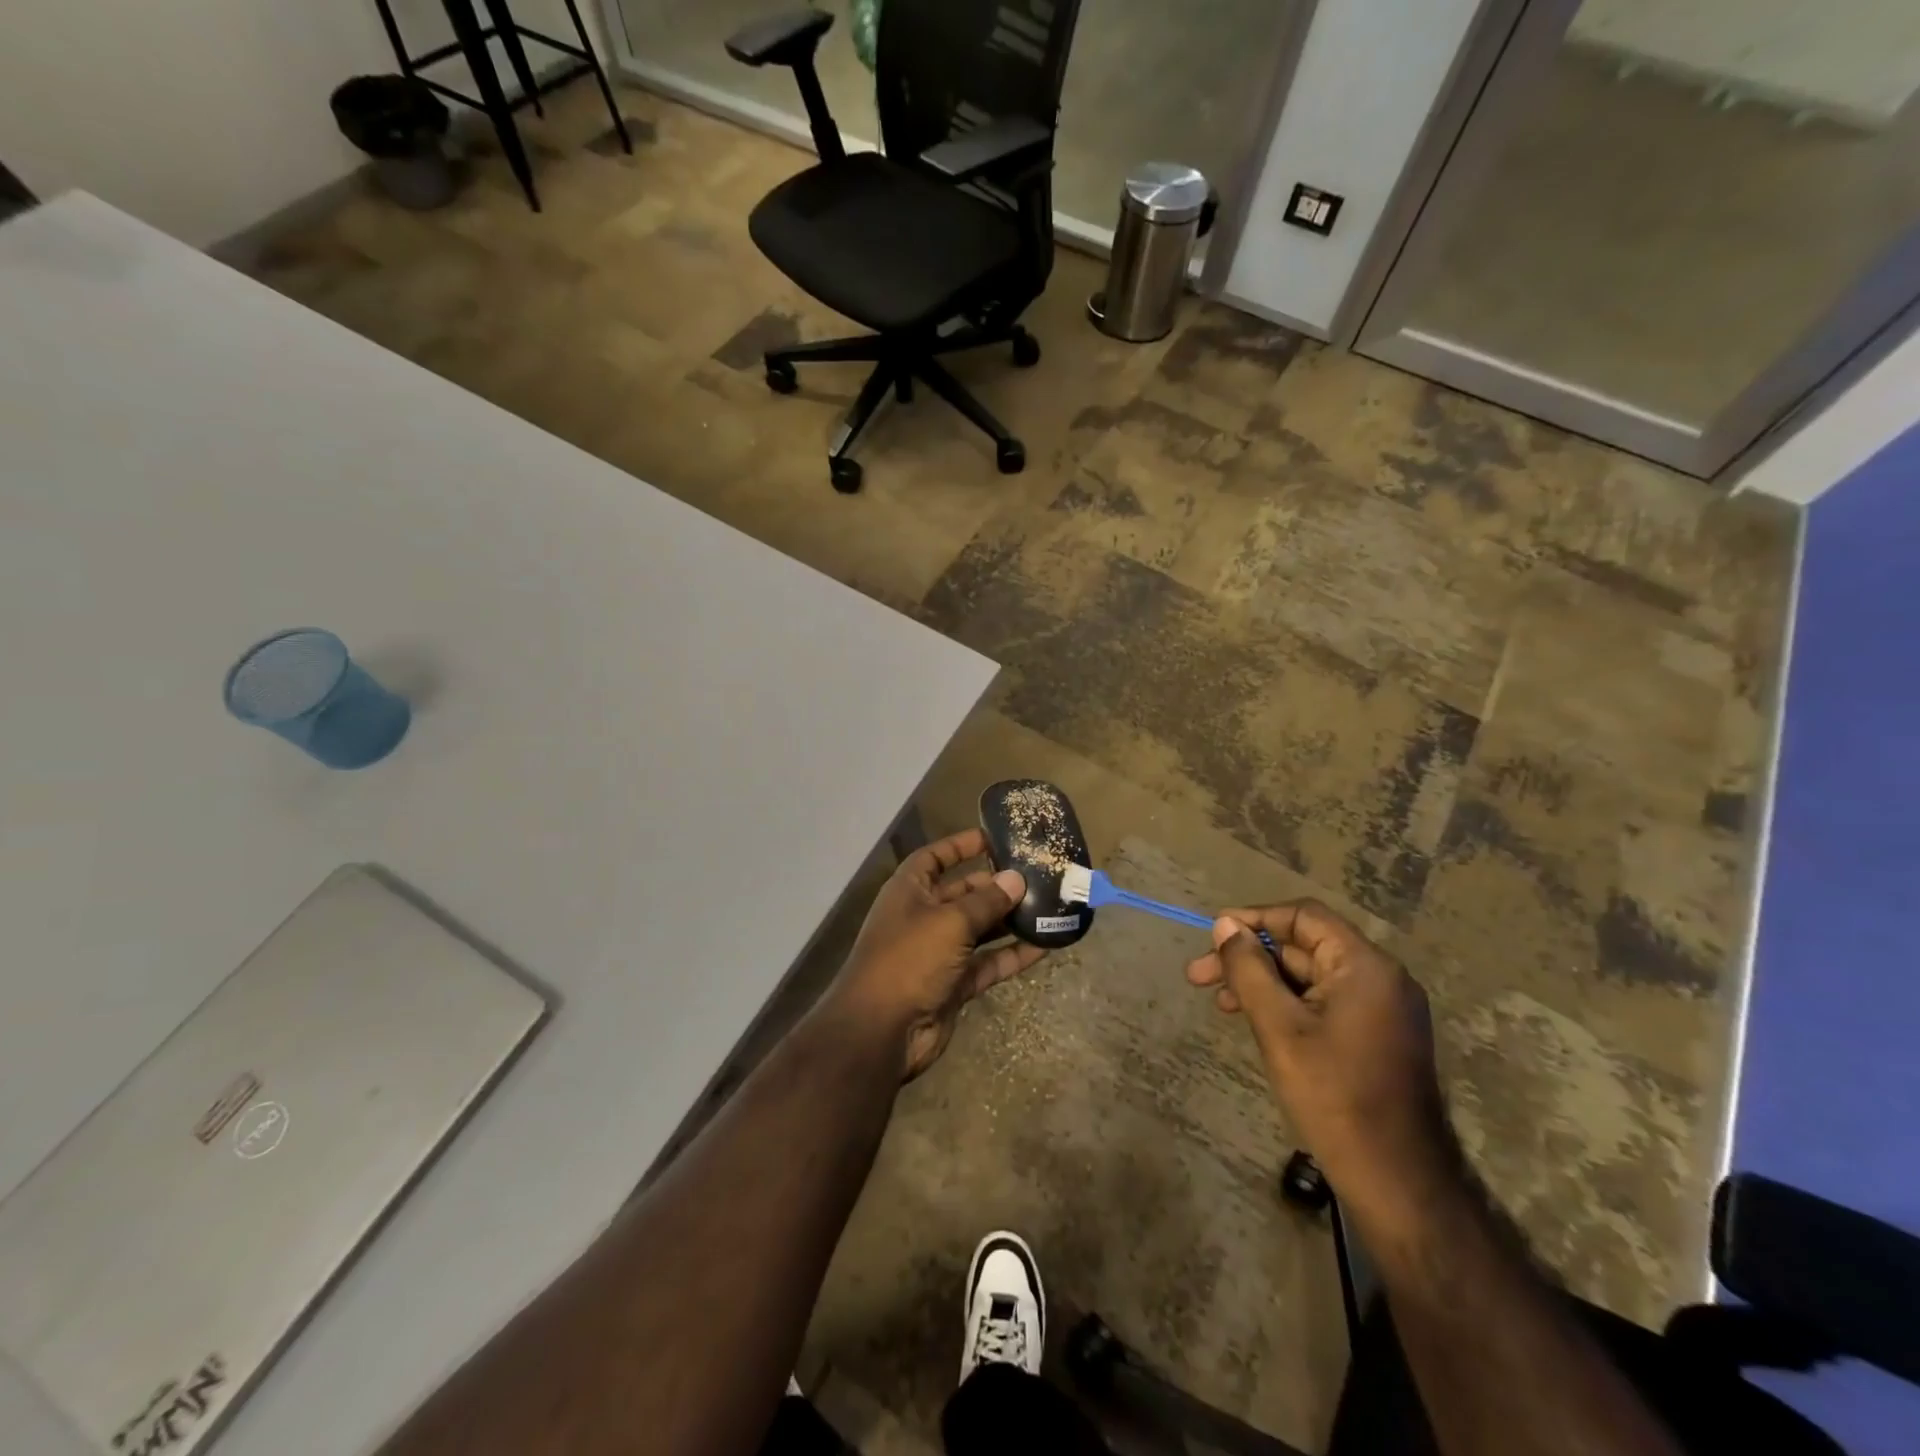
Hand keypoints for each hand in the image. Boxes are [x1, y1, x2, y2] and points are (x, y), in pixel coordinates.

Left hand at [828, 828, 1044, 1081]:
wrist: (882, 1031)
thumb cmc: (909, 959)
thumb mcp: (950, 922)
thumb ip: (986, 901)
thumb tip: (1017, 879)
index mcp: (910, 891)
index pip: (935, 858)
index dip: (960, 846)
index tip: (994, 838)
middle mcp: (923, 917)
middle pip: (963, 893)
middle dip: (996, 884)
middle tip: (1037, 874)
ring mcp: (939, 952)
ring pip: (980, 928)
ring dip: (1009, 919)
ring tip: (1048, 905)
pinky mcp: (955, 983)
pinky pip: (989, 962)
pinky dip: (1013, 954)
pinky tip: (1046, 944)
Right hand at [1185, 901, 1454, 1224]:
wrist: (1396, 1179)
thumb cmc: (1334, 1095)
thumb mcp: (1279, 1026)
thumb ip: (1249, 969)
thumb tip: (1225, 926)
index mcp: (1364, 966)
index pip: (1303, 917)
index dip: (1254, 919)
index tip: (1213, 936)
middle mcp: (1379, 977)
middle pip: (1303, 946)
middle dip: (1249, 957)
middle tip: (1199, 977)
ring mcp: (1381, 1008)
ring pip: (1309, 976)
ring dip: (1261, 982)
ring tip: (1219, 1002)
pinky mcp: (1375, 1035)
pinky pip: (1323, 1001)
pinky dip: (1285, 1003)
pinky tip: (1254, 1020)